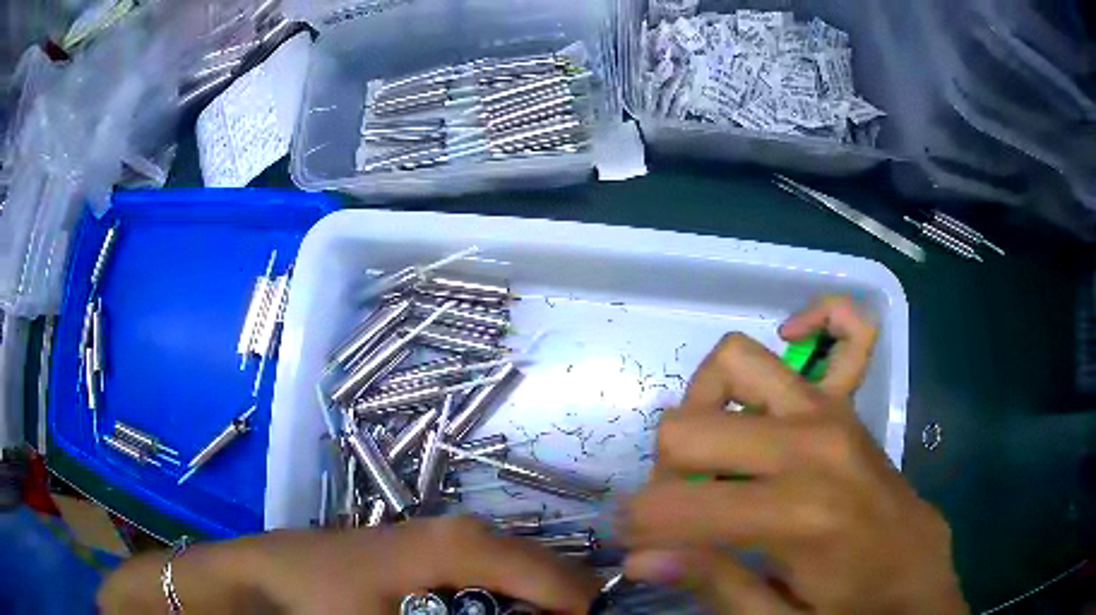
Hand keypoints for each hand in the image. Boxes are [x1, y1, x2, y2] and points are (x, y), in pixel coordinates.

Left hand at [99, 517, 599, 613]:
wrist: (271, 574)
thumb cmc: (328, 600)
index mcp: (466, 545)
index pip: (557, 580)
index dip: (580, 612)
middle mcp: (468, 531)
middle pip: (547, 572)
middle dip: (562, 609)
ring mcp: (450, 536)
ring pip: (523, 574)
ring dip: (538, 607)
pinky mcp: (433, 549)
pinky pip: (496, 577)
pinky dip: (510, 601)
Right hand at [619, 296, 966, 613]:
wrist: (912, 574)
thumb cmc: (850, 606)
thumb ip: (712, 583)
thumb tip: (640, 558)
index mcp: (797, 514)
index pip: (680, 504)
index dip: (640, 528)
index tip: (637, 548)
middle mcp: (812, 445)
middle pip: (687, 427)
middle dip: (664, 476)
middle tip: (679, 513)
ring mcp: (832, 412)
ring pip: (733, 363)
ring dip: (702, 410)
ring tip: (715, 457)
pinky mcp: (848, 403)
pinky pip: (843, 328)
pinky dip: (814, 323)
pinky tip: (793, 347)